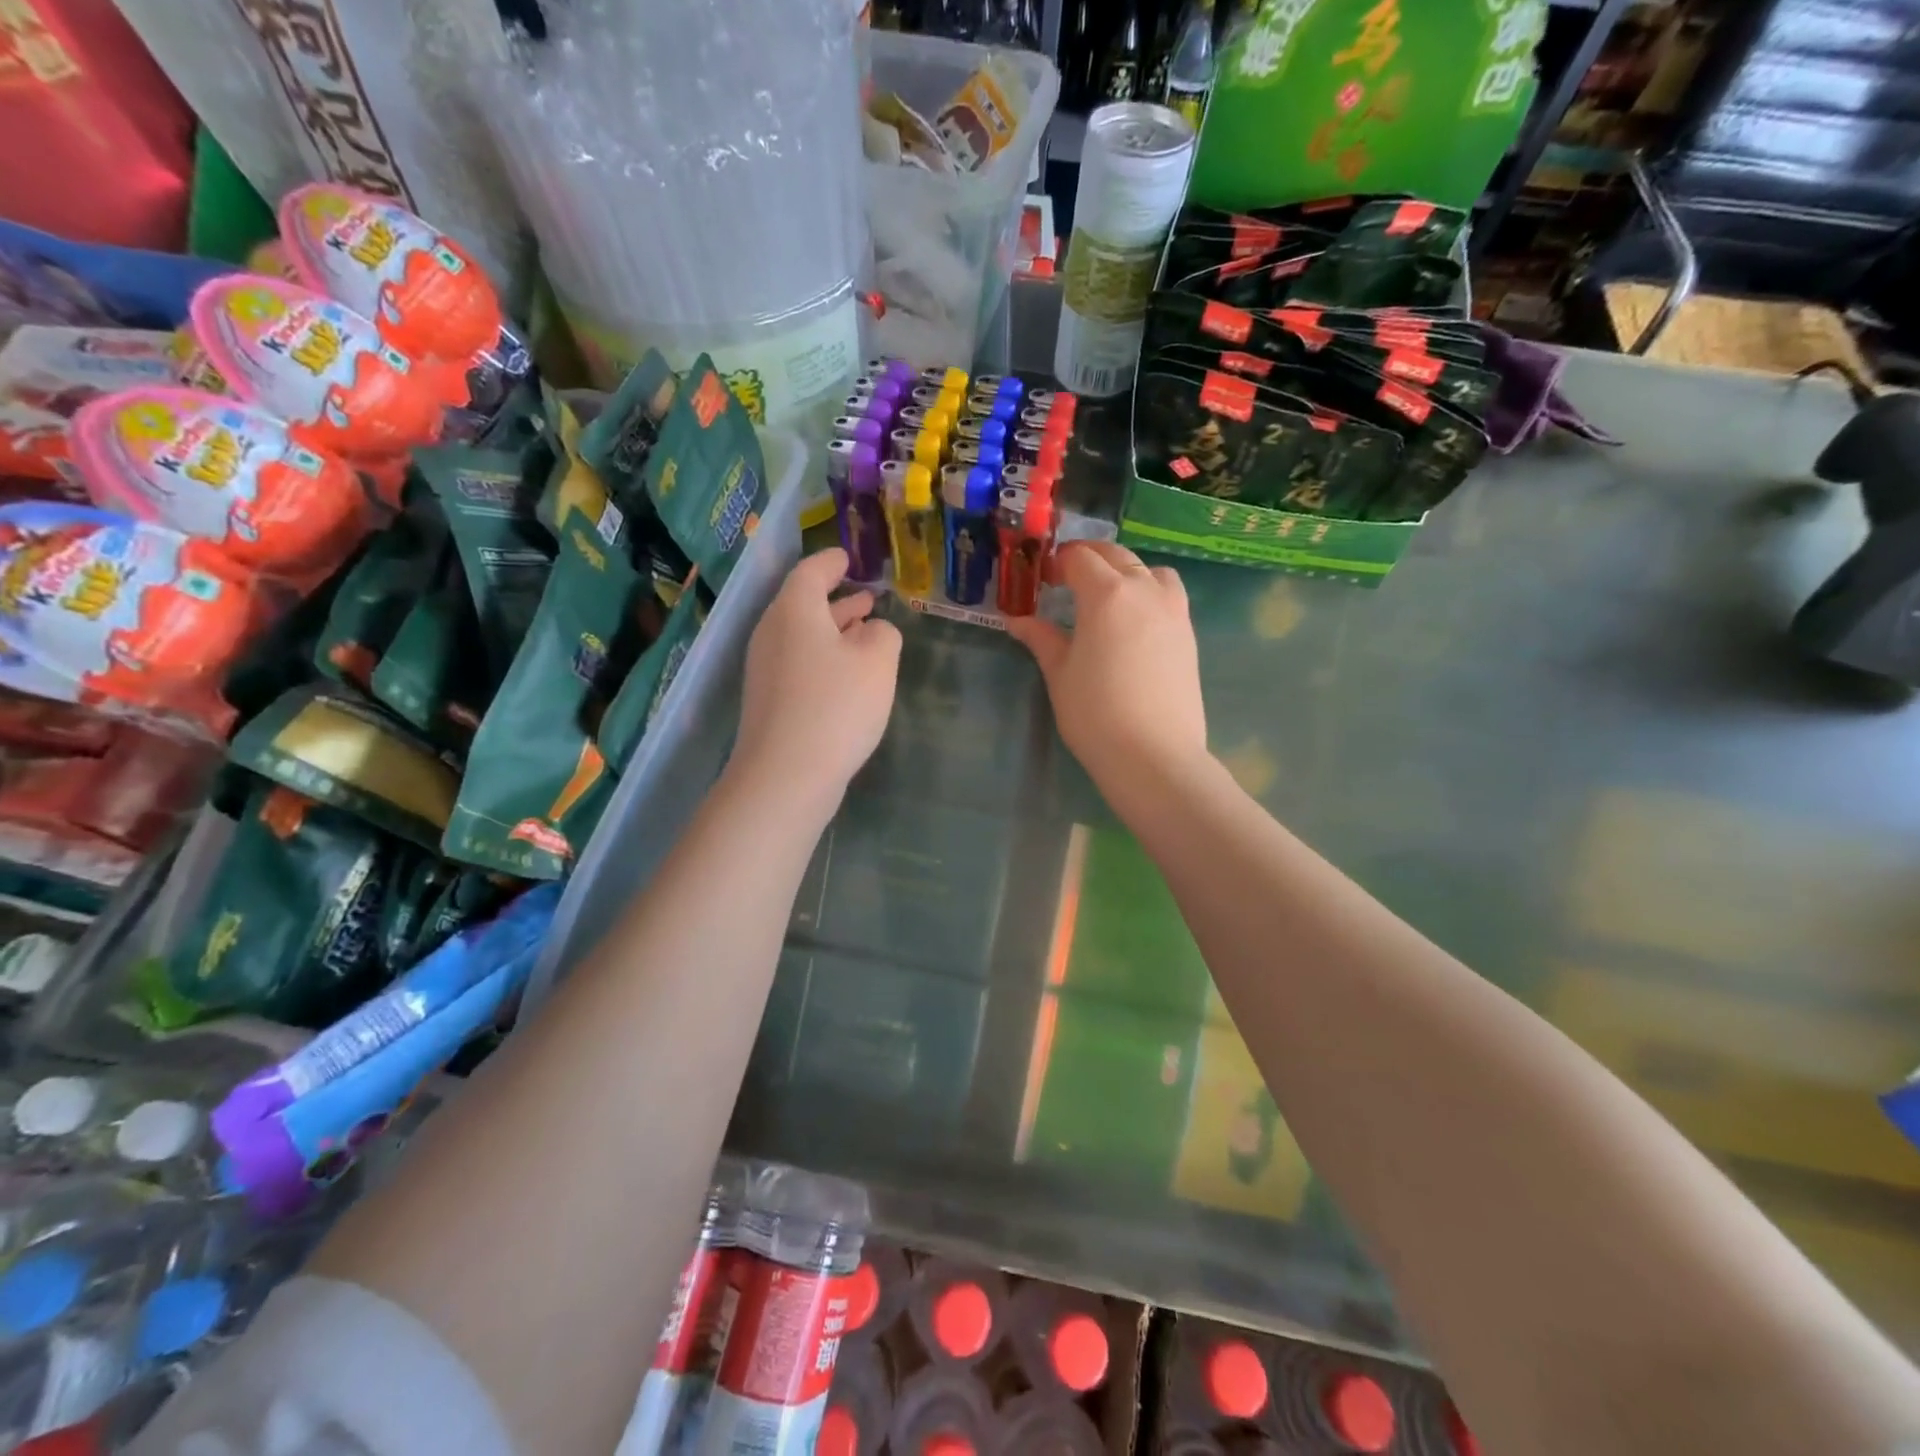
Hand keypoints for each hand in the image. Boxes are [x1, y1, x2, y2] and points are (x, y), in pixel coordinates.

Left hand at [731, 547, 900, 812]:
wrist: (786, 775)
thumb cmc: (835, 706)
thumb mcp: (877, 661)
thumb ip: (883, 634)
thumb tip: (872, 630)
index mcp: (794, 611)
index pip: (811, 571)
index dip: (832, 561)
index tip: (849, 556)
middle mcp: (772, 633)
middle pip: (803, 604)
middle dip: (837, 598)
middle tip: (868, 596)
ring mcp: (766, 669)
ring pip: (802, 635)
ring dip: (833, 629)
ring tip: (865, 628)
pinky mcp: (769, 701)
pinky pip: (799, 662)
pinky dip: (824, 656)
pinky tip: (848, 674)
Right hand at [1005, 541, 1206, 786]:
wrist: (1153, 755)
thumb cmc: (1095, 713)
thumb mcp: (1059, 673)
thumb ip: (1041, 639)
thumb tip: (1016, 621)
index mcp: (1106, 594)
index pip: (1080, 559)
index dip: (1059, 562)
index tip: (1045, 579)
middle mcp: (1144, 590)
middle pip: (1116, 556)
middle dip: (1090, 560)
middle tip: (1068, 581)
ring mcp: (1173, 610)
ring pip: (1150, 571)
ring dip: (1126, 573)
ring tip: (1109, 598)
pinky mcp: (1188, 634)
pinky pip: (1168, 595)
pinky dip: (1149, 594)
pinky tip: (1134, 624)